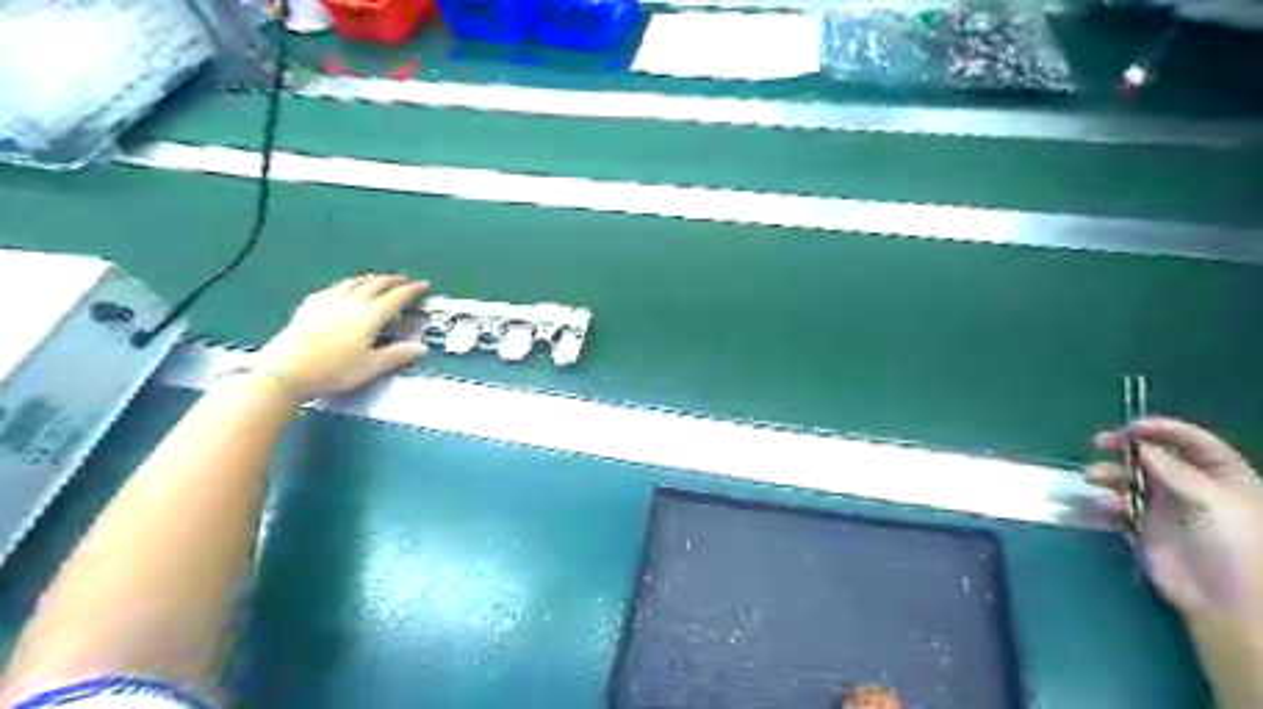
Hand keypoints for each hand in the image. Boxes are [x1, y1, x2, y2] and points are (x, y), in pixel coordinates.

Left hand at [252, 273, 430, 401]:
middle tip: (404, 280)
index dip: (412, 290)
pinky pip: (331, 289)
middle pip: (375, 284)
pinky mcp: (309, 306)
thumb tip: (423, 347)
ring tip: (377, 279)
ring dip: (369, 278)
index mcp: (370, 316)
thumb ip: (397, 355)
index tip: (423, 285)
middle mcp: (351, 303)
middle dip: (392, 279)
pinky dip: (344, 285)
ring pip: (353, 282)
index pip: (396, 297)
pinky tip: (342, 288)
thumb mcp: (371, 367)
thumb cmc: (333, 370)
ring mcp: (328, 302)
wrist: (285, 370)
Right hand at [1085, 419, 1261, 621]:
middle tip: (1101, 442)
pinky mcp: (1143, 525)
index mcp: (1223, 477)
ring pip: (1131, 477)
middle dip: (1127, 447)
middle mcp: (1192, 487)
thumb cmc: (1233, 546)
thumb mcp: (1212, 502)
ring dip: (1110, 473)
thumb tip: (1141, 447)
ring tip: (1094, 476)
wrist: (1224, 601)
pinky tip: (1103, 505)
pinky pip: (1118, 504)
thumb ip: (1175, 471)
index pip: (1194, 442)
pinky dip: (1107, 501)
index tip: (1131, 428)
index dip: (1164, 429)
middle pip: (1156, 455)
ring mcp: (1166, 506)